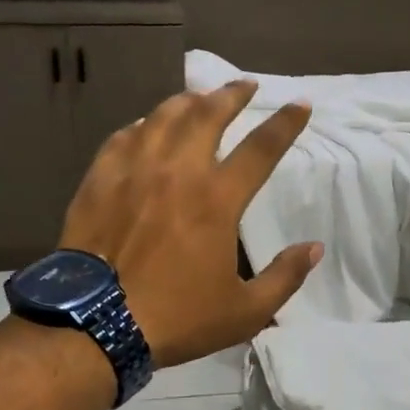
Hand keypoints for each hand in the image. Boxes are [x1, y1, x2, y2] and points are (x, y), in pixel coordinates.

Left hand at [58, 81, 321, 368]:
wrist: (95, 324)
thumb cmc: (176, 318)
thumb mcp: (244, 312)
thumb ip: (285, 277)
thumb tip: (314, 248)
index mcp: (217, 199)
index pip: (261, 148)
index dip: (285, 123)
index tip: (299, 105)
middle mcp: (177, 171)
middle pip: (208, 114)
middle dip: (232, 94)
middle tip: (246, 84)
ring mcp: (133, 170)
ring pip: (163, 116)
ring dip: (188, 101)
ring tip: (200, 96)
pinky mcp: (99, 180)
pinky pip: (125, 137)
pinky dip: (143, 125)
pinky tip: (147, 126)